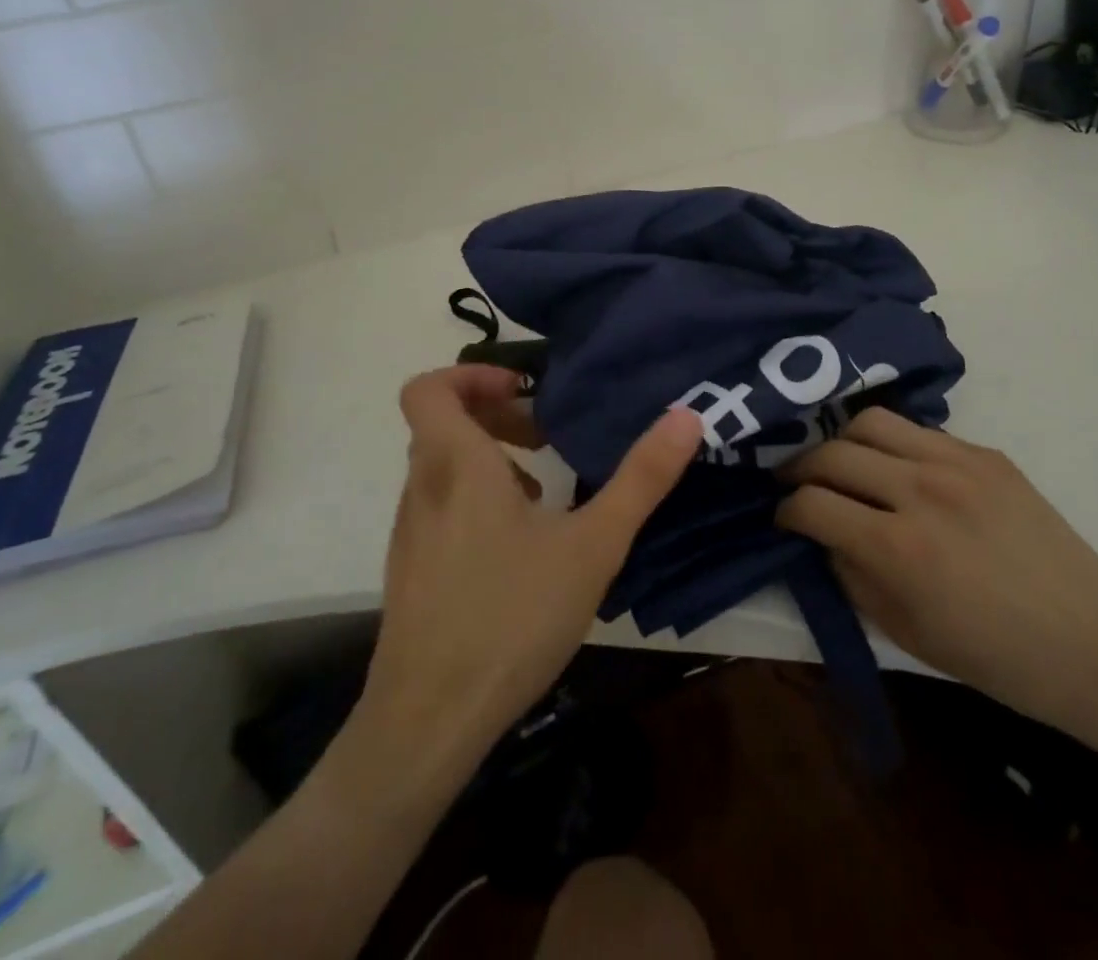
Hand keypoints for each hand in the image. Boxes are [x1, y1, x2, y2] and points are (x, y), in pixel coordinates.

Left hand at [358, 365, 702, 778]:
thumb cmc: (511, 618)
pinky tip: (522, 544)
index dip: (472, 374)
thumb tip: (686, 415)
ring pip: (441, 466)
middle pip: (442, 422)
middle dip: (497, 415)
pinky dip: (477, 498)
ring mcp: (410, 532)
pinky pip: (440, 505)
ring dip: (490, 458)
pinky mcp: (411, 569)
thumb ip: (641, 478)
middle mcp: (422, 488)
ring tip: (544, 488)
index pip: (428, 388)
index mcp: (456, 465)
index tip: (525, 391)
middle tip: (546, 434)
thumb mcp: (593, 545)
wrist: (427, 723)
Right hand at [776, 408, 1097, 740]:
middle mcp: (922, 492)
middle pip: (831, 453)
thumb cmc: (995, 658)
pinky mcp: (986, 454)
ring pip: (870, 422)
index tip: (782, 519)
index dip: (785, 511)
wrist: (1096, 644)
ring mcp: (958, 464)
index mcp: (899, 549)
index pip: (812, 504)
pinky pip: (918, 432)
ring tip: (840, 464)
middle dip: (800, 470)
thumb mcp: (904, 632)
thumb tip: (820, 535)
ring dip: (841, 442)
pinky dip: (892, 445)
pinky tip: (897, 471)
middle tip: (797, 486)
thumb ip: (850, 576)